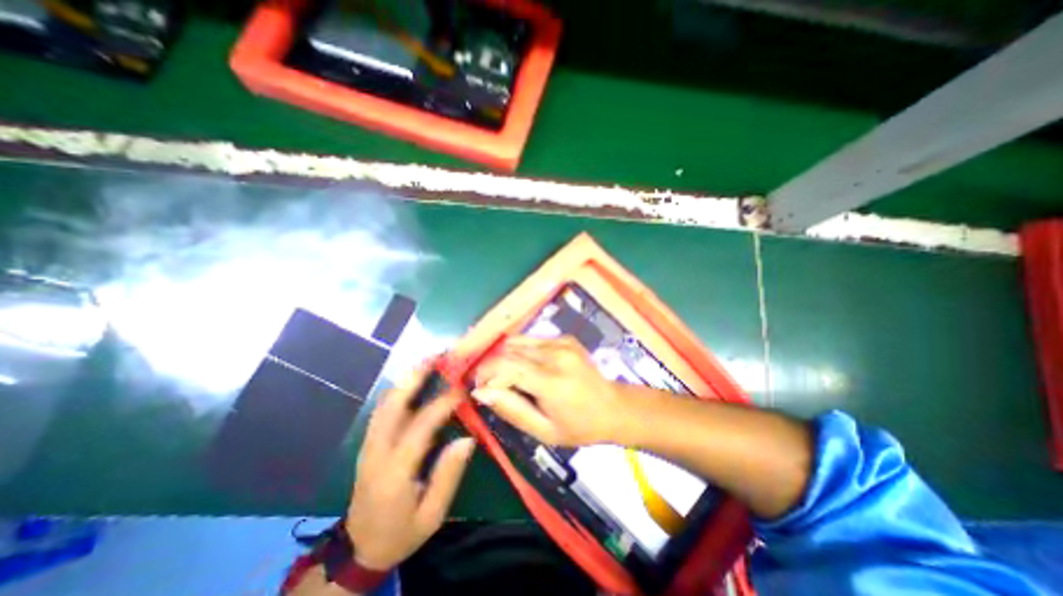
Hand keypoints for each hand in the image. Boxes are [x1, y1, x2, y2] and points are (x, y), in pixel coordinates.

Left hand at [342, 369, 476, 572]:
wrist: (359, 549)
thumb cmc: (401, 533)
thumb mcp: (432, 515)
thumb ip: (448, 475)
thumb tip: (468, 439)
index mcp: (394, 470)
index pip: (420, 426)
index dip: (443, 402)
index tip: (463, 388)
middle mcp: (376, 450)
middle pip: (393, 403)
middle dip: (416, 375)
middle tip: (439, 357)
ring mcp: (368, 444)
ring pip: (386, 401)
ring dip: (408, 378)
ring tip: (430, 362)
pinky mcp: (368, 442)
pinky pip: (384, 408)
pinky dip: (401, 389)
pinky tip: (415, 381)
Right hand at [472, 336, 629, 447]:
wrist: (613, 407)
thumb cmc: (579, 427)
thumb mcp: (543, 431)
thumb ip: (511, 409)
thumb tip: (481, 392)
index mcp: (551, 381)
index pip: (505, 365)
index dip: (485, 374)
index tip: (480, 389)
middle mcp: (555, 354)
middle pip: (508, 350)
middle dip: (493, 366)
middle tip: (494, 387)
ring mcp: (562, 342)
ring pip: (517, 342)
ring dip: (506, 358)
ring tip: (511, 378)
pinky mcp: (565, 338)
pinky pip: (531, 340)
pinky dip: (521, 352)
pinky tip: (529, 369)